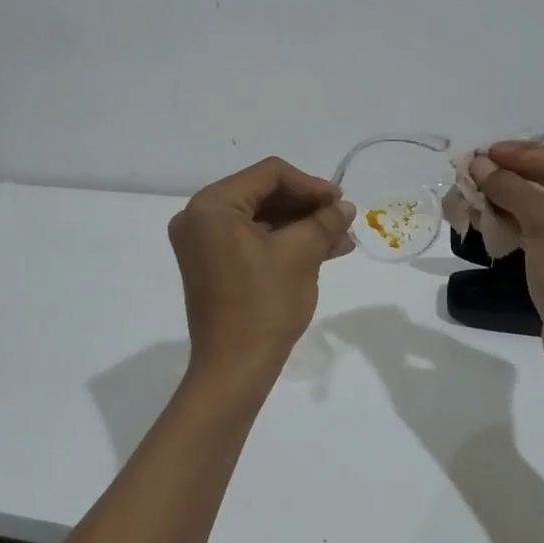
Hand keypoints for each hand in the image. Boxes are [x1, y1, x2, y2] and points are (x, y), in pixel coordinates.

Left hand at [168, 158, 355, 378]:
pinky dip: (283, 243)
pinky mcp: (211, 264)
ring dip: (300, 226)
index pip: (269, 174)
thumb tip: (344, 206)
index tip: (340, 203)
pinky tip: (322, 251)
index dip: (310, 184)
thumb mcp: (301, 255)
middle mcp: (198, 216)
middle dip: (306, 207)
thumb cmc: (264, 304)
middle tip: (343, 219)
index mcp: (212, 205)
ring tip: (341, 239)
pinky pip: (251, 240)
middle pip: (263, 194)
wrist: (234, 369)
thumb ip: (324, 221)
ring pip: (260, 219)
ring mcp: (202, 242)